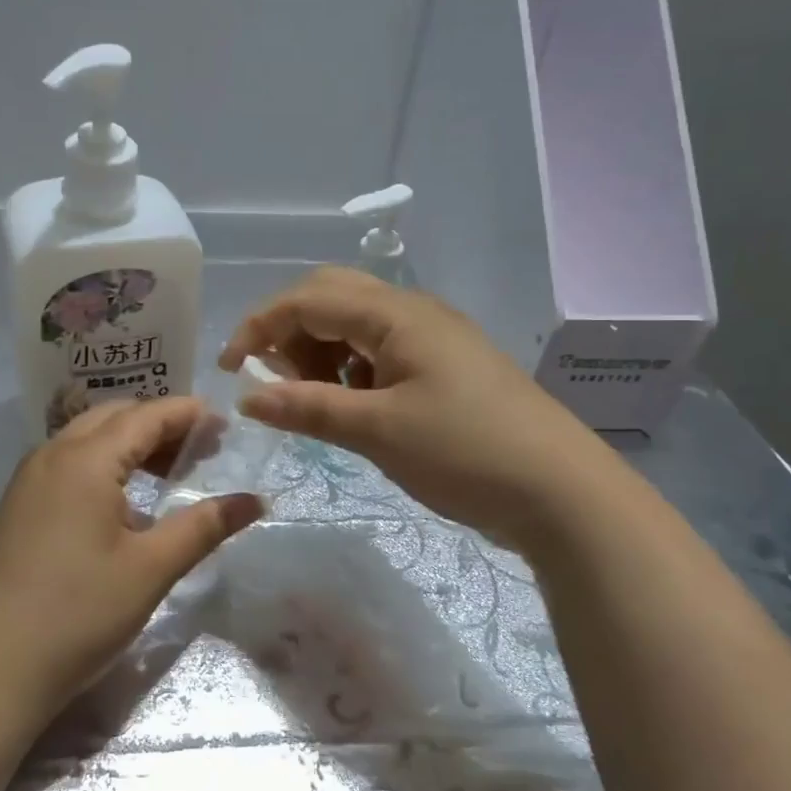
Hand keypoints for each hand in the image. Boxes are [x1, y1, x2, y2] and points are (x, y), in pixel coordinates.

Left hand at [0, 398, 261, 727]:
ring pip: (88, 439)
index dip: (188, 414)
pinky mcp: (18, 507)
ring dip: (131, 444)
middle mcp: (52, 455)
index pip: (146, 416)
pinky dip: (105, 465)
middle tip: (203, 449)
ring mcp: (29, 481)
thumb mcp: (151, 569)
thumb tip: (255, 500)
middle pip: (114, 418)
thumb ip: (204, 526)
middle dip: (161, 425)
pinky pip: (68, 464)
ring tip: (171, 472)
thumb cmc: (78, 614)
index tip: (225, 423)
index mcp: (84, 460)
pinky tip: (126, 503)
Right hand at [220, 267, 600, 548]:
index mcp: (396, 314)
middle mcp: (413, 313)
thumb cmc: (465, 452)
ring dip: (320, 353)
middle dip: (291, 333)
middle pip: (331, 298)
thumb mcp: (378, 431)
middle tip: (278, 383)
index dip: (259, 326)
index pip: (308, 298)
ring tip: (314, 402)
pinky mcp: (443, 369)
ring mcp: (432, 340)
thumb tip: (249, 396)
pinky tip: (353, 409)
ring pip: (355, 326)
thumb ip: (309, 408)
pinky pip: (380, 353)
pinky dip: (350, 372)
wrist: (561, 491)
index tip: (229, 370)